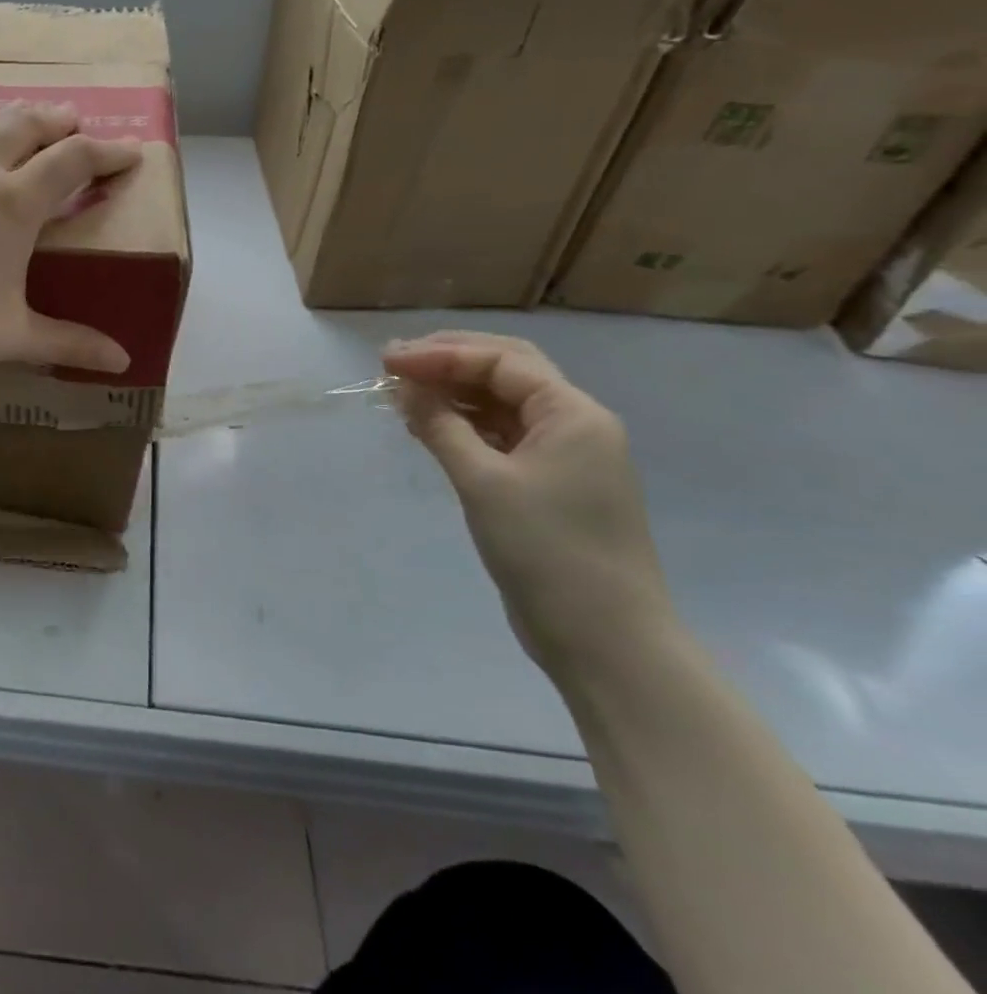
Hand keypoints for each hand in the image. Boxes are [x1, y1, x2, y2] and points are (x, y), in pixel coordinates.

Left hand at [0, 103, 140, 508]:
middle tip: (73, 123)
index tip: (130, 152)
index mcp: (13, 203)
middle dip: (57, 121)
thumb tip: (122, 362)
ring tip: (15, 125)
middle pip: (25, 125)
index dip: (108, 152)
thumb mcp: (10, 337)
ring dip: (5, 118)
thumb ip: (69, 343)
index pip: (74, 161)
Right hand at [381, 331, 679, 678]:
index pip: (500, 361)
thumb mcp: (483, 481)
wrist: (605, 640)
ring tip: (403, 393)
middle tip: (395, 364)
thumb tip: (404, 388)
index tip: (388, 362)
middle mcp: (574, 424)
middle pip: (506, 370)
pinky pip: (501, 435)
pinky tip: (429, 426)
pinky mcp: (549, 484)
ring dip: (453, 391)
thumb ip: (441, 426)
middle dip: (448, 360)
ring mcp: (564, 455)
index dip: (440, 354)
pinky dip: (464, 423)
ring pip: (502, 403)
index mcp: (572, 414)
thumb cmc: (546, 550)